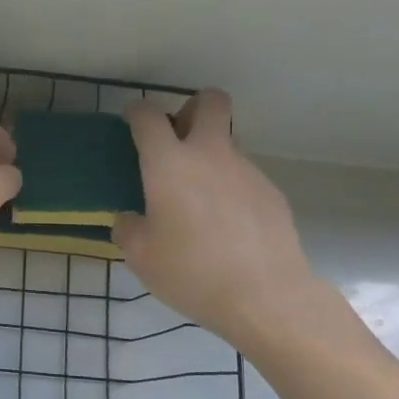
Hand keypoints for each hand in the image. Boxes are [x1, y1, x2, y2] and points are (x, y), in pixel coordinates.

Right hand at [114, 89, 328, 352]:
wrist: (265, 296)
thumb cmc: (191, 272)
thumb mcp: (140, 256)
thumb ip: (128, 228)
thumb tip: (132, 218)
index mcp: (169, 164)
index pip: (148, 116)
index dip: (136, 112)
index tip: (131, 123)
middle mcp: (209, 155)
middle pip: (209, 101)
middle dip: (192, 107)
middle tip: (178, 138)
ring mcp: (246, 170)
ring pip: (227, 142)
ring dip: (209, 155)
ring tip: (198, 201)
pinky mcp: (270, 192)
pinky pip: (243, 176)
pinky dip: (229, 188)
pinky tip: (225, 226)